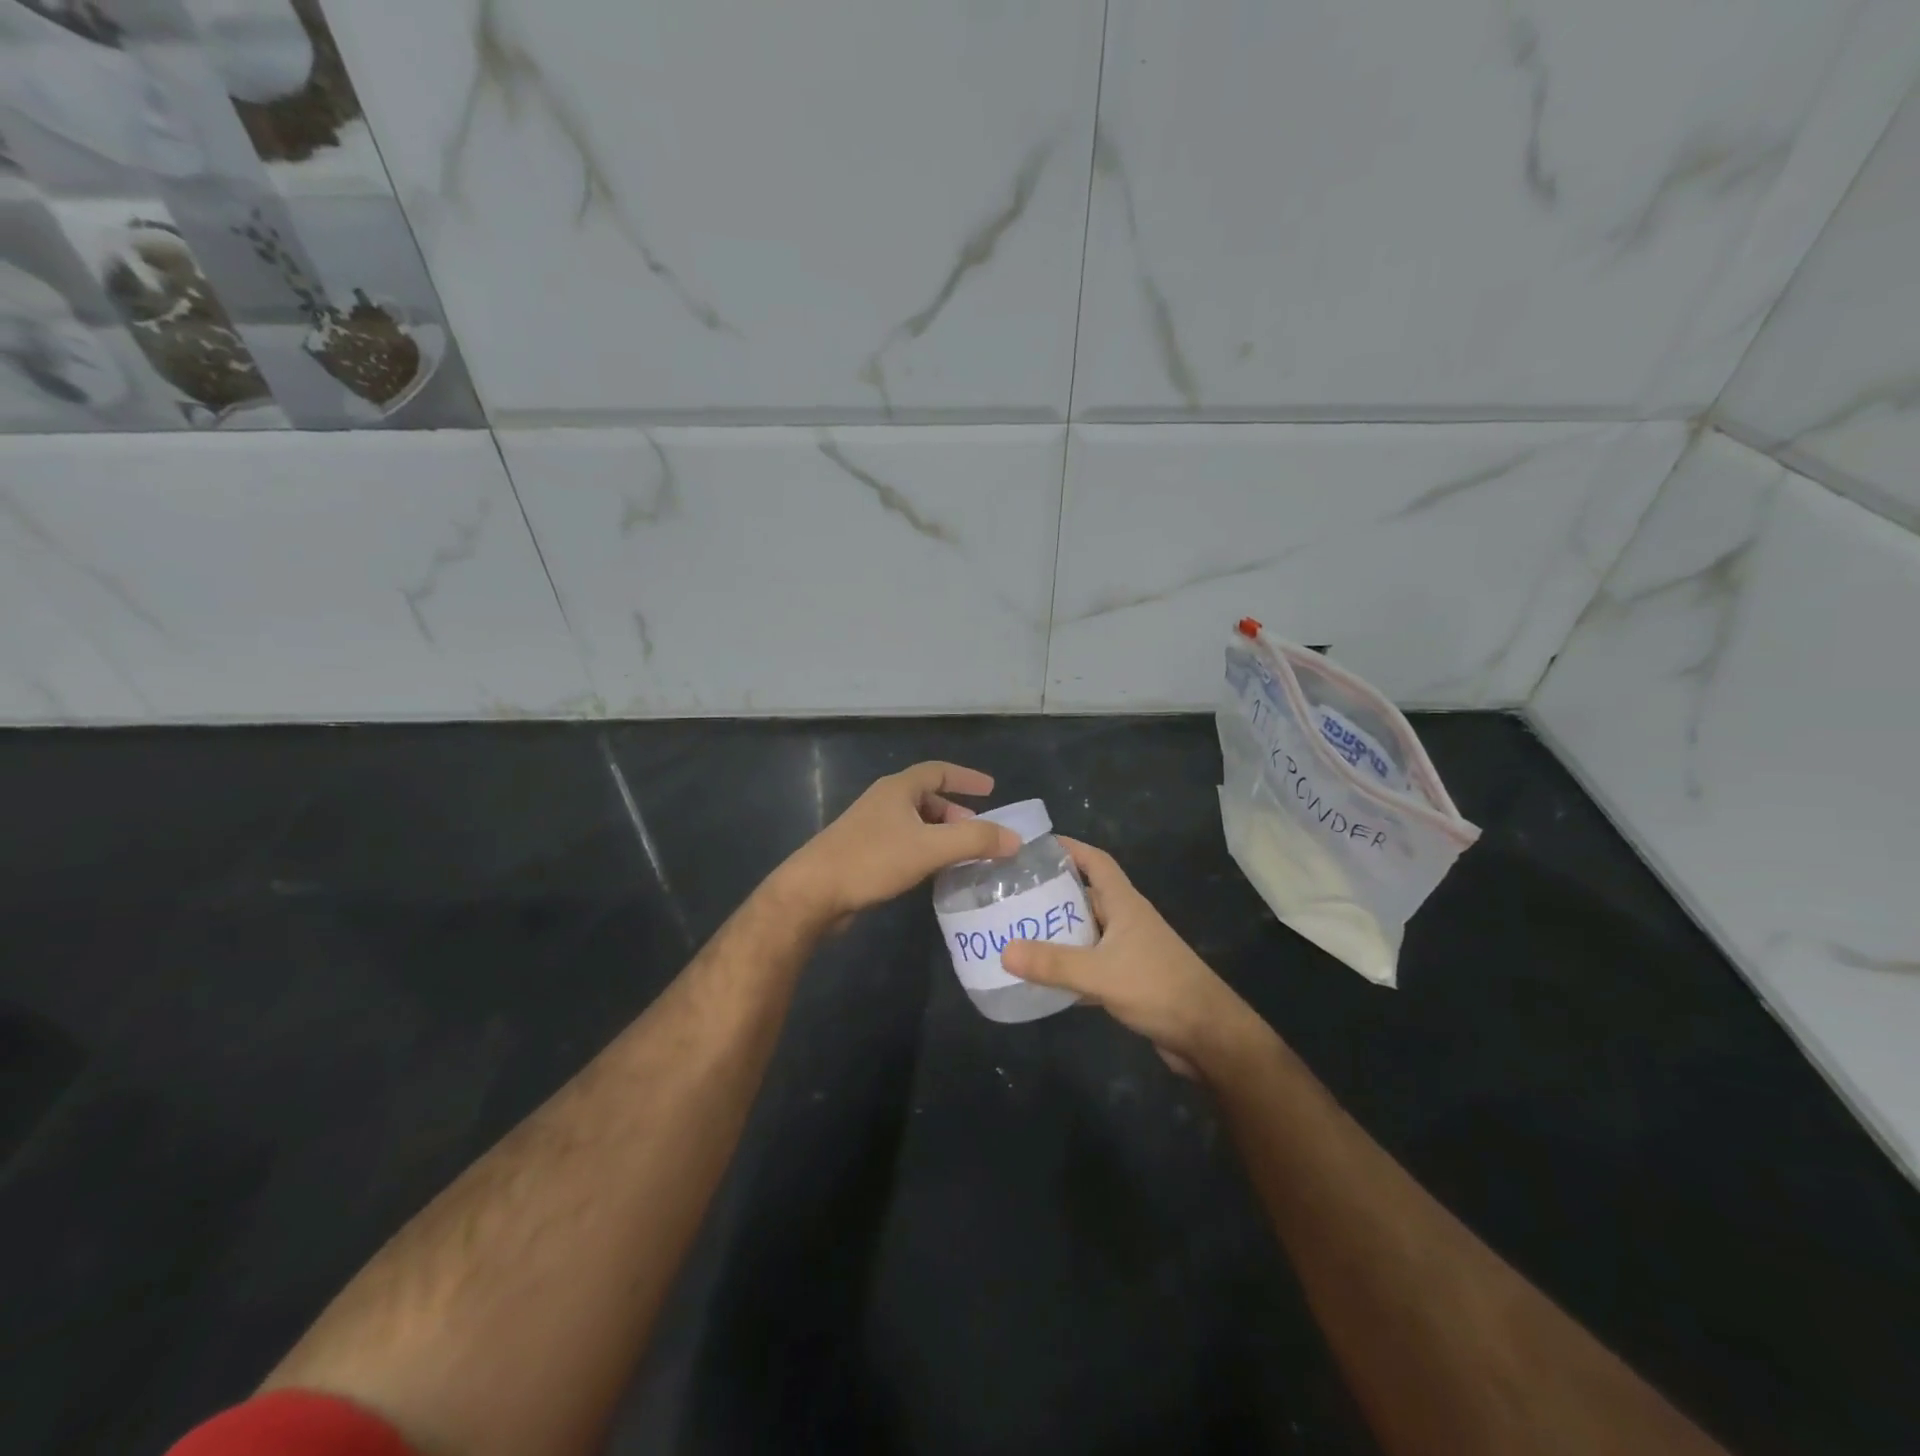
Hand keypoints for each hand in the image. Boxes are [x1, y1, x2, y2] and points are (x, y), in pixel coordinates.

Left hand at [777, 761, 1020, 925]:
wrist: (813, 892)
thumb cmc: (871, 860)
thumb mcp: (929, 848)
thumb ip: (974, 841)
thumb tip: (1014, 839)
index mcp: (898, 789)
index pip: (938, 771)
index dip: (966, 778)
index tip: (991, 790)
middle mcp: (884, 801)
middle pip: (927, 797)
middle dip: (956, 812)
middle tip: (979, 832)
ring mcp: (870, 827)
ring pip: (915, 822)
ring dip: (941, 834)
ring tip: (962, 854)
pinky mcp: (863, 852)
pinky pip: (904, 843)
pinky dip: (925, 850)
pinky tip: (933, 872)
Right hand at [1001, 838, 1259, 1075]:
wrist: (1207, 1036)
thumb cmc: (1158, 988)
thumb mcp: (1101, 973)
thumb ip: (1053, 962)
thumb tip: (1003, 951)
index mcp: (1124, 903)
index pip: (1096, 861)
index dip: (1069, 848)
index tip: (1034, 847)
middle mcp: (1126, 920)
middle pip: (1086, 894)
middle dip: (1051, 892)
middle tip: (1011, 894)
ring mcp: (1129, 950)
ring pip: (1086, 930)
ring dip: (1057, 930)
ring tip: (1017, 930)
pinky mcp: (1129, 979)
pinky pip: (1090, 963)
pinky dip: (1068, 965)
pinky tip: (1042, 975)